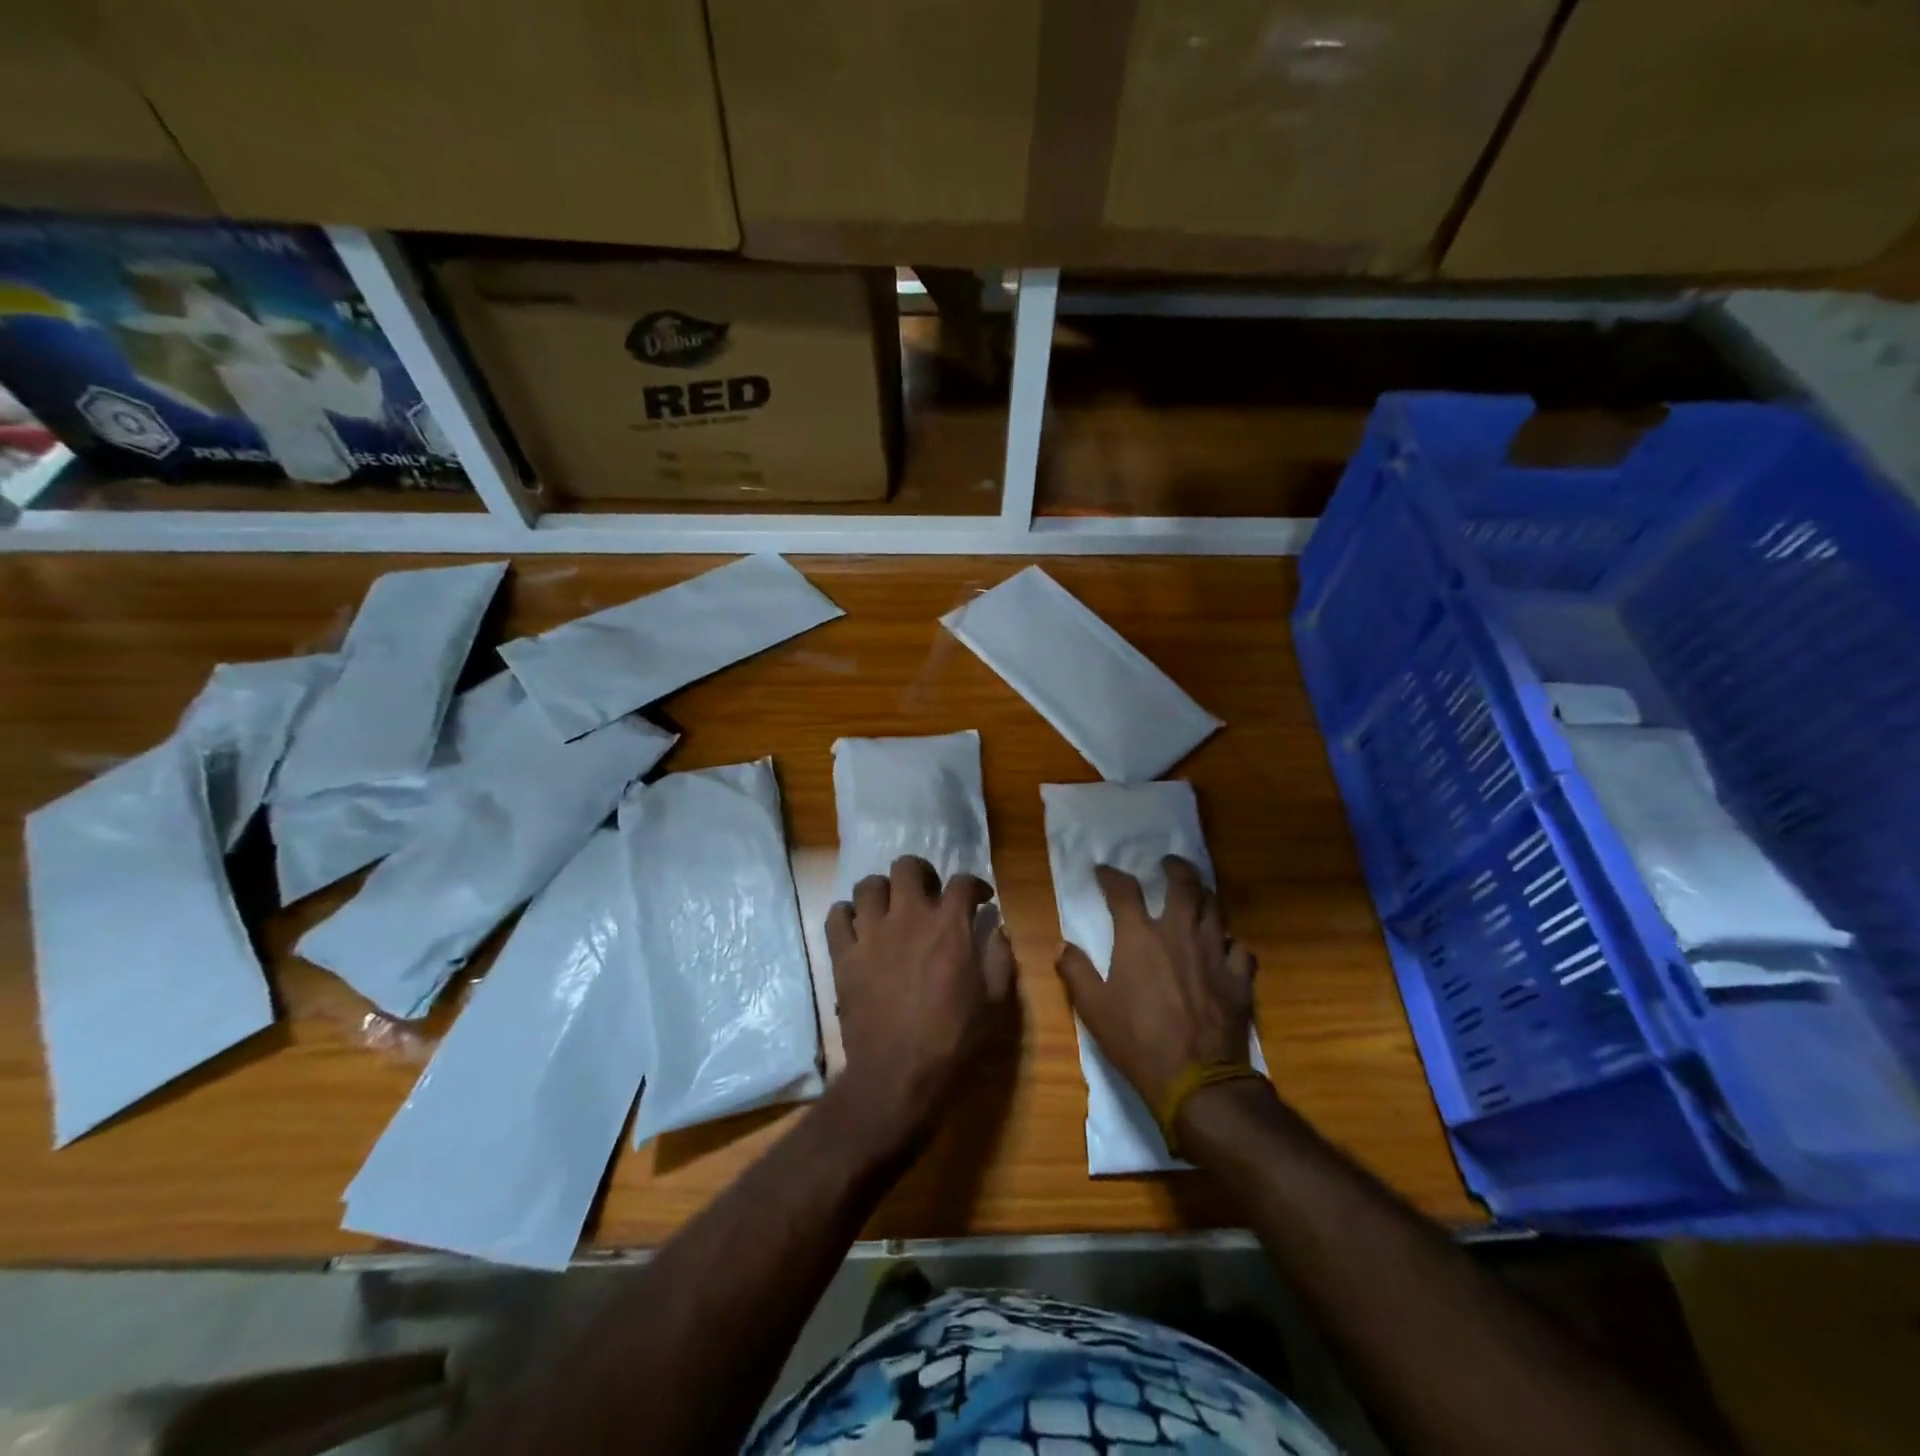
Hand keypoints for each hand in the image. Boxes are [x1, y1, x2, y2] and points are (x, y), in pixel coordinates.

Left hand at [826, 856, 1014, 1149]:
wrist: (898, 1074)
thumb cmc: (952, 1040)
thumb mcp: (995, 1002)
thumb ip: (1000, 959)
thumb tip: (997, 930)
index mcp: (948, 926)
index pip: (962, 883)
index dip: (974, 885)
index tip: (979, 899)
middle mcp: (908, 917)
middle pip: (907, 867)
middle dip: (920, 874)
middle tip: (927, 894)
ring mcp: (871, 933)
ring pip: (868, 885)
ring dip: (882, 892)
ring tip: (890, 910)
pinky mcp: (844, 955)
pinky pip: (836, 916)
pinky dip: (847, 916)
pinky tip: (859, 929)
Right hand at [1055, 856, 1256, 1113]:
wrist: (1196, 1079)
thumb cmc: (1137, 1040)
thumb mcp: (1093, 1009)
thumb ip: (1076, 971)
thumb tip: (1063, 945)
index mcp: (1140, 936)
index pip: (1124, 890)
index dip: (1111, 876)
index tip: (1104, 871)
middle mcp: (1179, 932)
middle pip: (1183, 884)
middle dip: (1175, 868)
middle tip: (1168, 864)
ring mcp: (1214, 952)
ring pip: (1215, 908)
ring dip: (1203, 896)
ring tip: (1196, 896)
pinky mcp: (1239, 977)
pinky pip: (1239, 948)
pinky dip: (1230, 942)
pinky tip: (1224, 948)